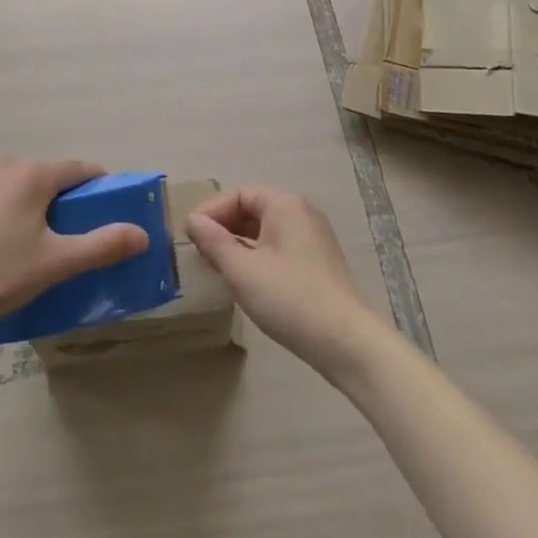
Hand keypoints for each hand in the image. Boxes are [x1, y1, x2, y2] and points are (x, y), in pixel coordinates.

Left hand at [0, 156, 148, 335]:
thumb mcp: (55, 264)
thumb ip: (102, 245)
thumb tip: (142, 233)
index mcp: (35, 176)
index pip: (78, 168)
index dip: (94, 182)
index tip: (100, 201)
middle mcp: (4, 161)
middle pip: (38, 175)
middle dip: (48, 197)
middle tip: (47, 236)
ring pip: (3, 179)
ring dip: (12, 198)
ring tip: (4, 240)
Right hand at [187, 185, 382, 375]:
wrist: (347, 342)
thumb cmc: (290, 298)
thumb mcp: (242, 270)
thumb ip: (214, 242)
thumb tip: (193, 220)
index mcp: (284, 204)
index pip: (239, 195)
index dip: (212, 212)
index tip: (190, 235)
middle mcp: (301, 212)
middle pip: (254, 209)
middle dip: (224, 227)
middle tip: (200, 251)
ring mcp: (314, 237)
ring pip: (267, 230)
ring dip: (240, 243)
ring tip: (218, 266)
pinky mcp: (319, 262)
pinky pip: (280, 247)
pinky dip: (259, 256)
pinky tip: (247, 280)